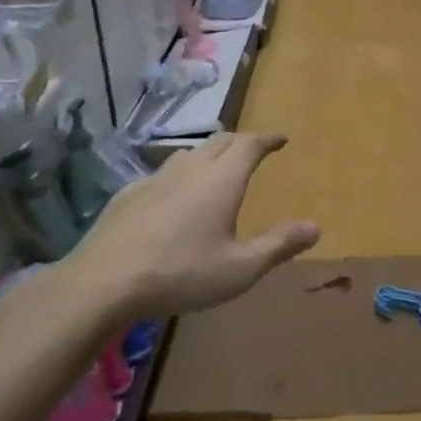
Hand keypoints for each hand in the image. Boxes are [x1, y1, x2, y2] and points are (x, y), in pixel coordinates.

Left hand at [63, 132, 320, 319]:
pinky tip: (174, 196)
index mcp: (221, 180)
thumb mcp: (240, 269)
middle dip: (241, 141)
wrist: (105, 281)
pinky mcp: (129, 194)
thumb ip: (279, 245)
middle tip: (253, 150)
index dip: (267, 139)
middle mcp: (190, 169)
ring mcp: (155, 178)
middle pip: (220, 141)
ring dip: (209, 154)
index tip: (281, 138)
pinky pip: (163, 173)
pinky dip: (180, 174)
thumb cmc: (181, 274)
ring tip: (217, 168)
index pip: (249, 144)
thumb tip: (315, 226)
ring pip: (189, 153)